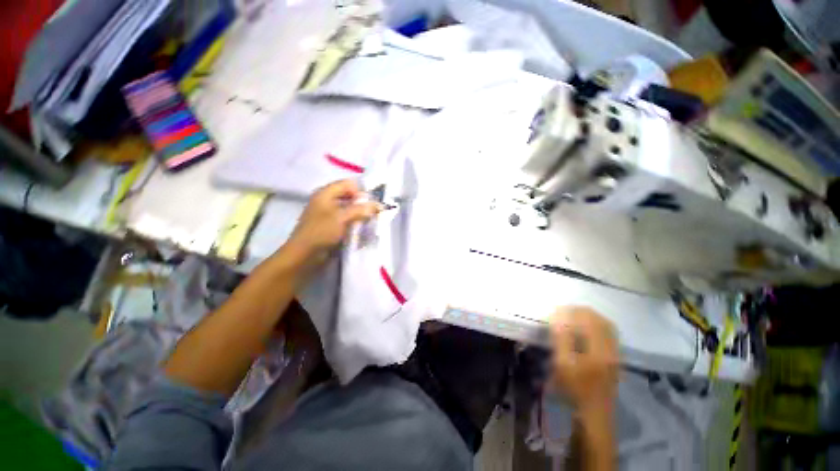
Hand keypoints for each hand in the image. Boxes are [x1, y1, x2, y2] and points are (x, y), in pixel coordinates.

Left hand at [284, 179, 379, 266]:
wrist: (305, 255)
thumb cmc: (321, 231)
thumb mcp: (342, 217)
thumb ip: (361, 210)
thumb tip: (378, 205)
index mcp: (325, 193)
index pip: (347, 184)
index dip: (360, 191)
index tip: (371, 203)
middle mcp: (326, 201)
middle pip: (349, 196)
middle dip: (362, 204)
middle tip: (373, 213)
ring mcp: (328, 215)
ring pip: (348, 209)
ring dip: (359, 215)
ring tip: (369, 222)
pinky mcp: (330, 227)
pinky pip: (346, 220)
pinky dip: (354, 223)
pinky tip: (361, 229)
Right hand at [550, 306, 618, 417]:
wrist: (594, 413)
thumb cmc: (574, 388)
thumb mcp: (563, 364)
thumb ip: (562, 338)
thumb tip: (558, 315)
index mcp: (599, 349)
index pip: (587, 319)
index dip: (570, 311)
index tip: (556, 310)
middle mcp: (610, 348)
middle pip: (599, 319)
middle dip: (580, 311)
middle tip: (563, 310)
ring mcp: (614, 353)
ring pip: (605, 325)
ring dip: (589, 316)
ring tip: (572, 315)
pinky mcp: (614, 357)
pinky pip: (608, 333)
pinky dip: (596, 324)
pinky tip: (585, 327)